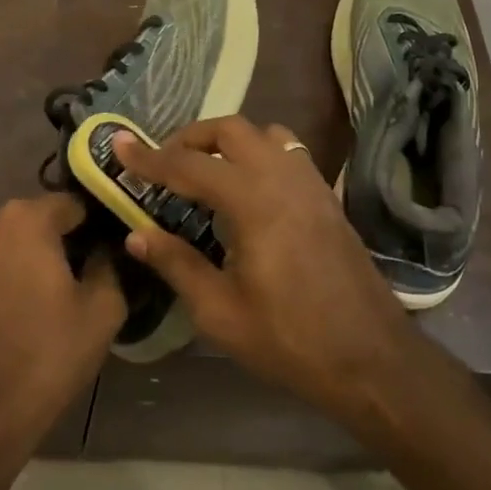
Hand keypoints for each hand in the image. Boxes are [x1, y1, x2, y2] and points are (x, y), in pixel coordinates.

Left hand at [0, 194, 125, 464]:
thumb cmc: (51, 353)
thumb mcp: (104, 307)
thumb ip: (110, 262)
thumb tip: (107, 247)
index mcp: (25, 219)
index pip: (75, 203)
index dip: (99, 224)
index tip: (116, 248)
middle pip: (42, 219)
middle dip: (68, 238)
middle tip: (95, 271)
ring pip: (17, 241)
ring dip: (40, 256)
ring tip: (65, 291)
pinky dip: (16, 273)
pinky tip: (35, 304)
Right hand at [113, 117, 421, 424]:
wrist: (371, 359)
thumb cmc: (290, 340)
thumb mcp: (219, 312)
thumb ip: (176, 264)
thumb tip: (136, 233)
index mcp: (252, 202)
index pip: (188, 166)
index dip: (148, 157)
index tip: (119, 146)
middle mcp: (282, 178)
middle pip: (230, 130)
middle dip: (190, 138)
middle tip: (164, 164)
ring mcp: (311, 184)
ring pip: (264, 134)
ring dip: (228, 142)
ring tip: (205, 172)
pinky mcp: (327, 197)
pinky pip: (288, 153)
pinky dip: (258, 154)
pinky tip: (247, 189)